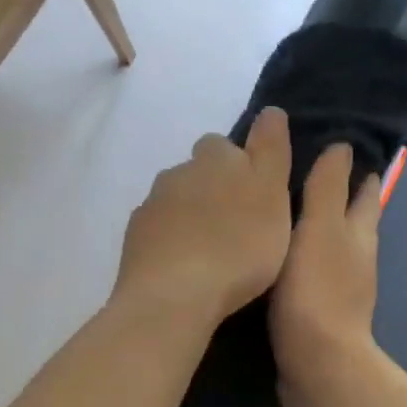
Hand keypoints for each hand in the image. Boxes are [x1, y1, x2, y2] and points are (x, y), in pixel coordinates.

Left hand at [114, 108, 293, 326]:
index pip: (225, 145)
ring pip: (174, 200)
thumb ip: (271, 151)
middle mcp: (178, 172)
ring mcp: (151, 206)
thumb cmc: (237, 246)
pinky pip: (157, 231)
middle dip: (212, 190)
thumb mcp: (272, 195)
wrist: (174, 296)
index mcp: (215, 158)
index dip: (240, 165)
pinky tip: (182, 267)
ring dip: (189, 216)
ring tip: (209, 250)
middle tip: (234, 224)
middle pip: (196, 171)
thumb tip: (269, 111)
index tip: (253, 194)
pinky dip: (170, 241)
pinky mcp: (134, 239)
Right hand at [270, 143, 382, 392]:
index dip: (358, 172)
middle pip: (353, 221)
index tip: (340, 149)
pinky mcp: (320, 314)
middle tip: (308, 177)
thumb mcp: (319, 229)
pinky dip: (301, 261)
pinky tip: (279, 261)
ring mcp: (341, 290)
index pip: (365, 193)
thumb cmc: (317, 291)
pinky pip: (312, 276)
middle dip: (340, 199)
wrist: (316, 364)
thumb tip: (343, 147)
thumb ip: (327, 189)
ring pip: (332, 249)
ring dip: (317, 231)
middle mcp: (356, 259)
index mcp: (359, 235)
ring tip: (287, 215)